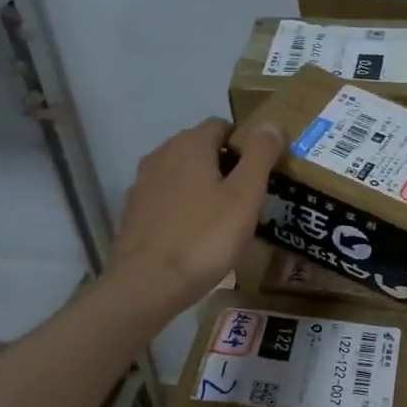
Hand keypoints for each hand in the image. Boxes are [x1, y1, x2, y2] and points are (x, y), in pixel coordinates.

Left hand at [109, 118, 284, 313]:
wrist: (148, 283)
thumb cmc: (205, 237)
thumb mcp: (245, 196)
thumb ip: (260, 155)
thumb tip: (272, 123)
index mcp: (190, 145)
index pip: (221, 125)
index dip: (245, 141)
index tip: (263, 168)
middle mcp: (162, 155)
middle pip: (200, 147)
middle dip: (225, 162)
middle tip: (250, 194)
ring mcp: (143, 183)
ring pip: (182, 172)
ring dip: (204, 184)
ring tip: (226, 214)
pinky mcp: (134, 211)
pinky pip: (167, 197)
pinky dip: (184, 204)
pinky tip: (197, 231)